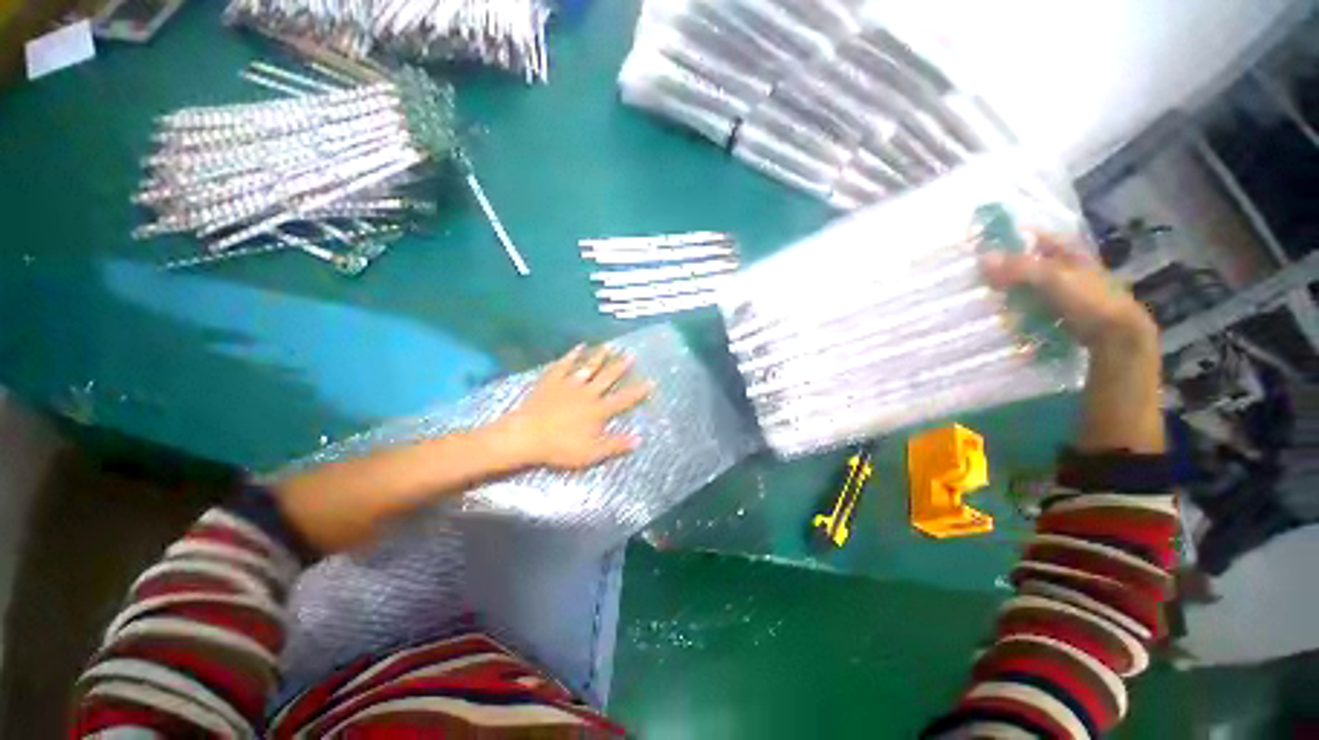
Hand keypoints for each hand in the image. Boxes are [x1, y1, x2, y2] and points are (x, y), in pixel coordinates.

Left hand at [494, 345, 652, 469]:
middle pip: (607, 377)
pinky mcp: (552, 381)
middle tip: (631, 354)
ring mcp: (569, 384)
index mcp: (598, 410)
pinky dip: (572, 355)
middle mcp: (587, 393)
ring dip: (600, 356)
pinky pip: (564, 364)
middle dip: (620, 366)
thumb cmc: (560, 447)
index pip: (623, 399)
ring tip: (610, 345)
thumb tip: (639, 439)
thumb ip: (616, 445)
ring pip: (588, 367)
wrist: (526, 436)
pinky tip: (578, 346)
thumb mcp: (592, 453)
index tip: (651, 381)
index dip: (638, 391)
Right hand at [982, 233, 1163, 452]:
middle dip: (1012, 267)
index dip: (1022, 237)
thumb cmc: (1093, 306)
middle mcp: (1075, 276)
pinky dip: (1021, 312)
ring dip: (1013, 291)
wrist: (1119, 346)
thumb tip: (981, 259)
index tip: (991, 242)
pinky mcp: (1068, 323)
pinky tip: (1005, 319)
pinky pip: (1038, 311)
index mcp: (1077, 259)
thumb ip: (1022, 269)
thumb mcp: (1056, 281)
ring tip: (985, 297)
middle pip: (1040, 265)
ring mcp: (1073, 301)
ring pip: (1037, 290)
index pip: (1047, 240)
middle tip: (980, 273)